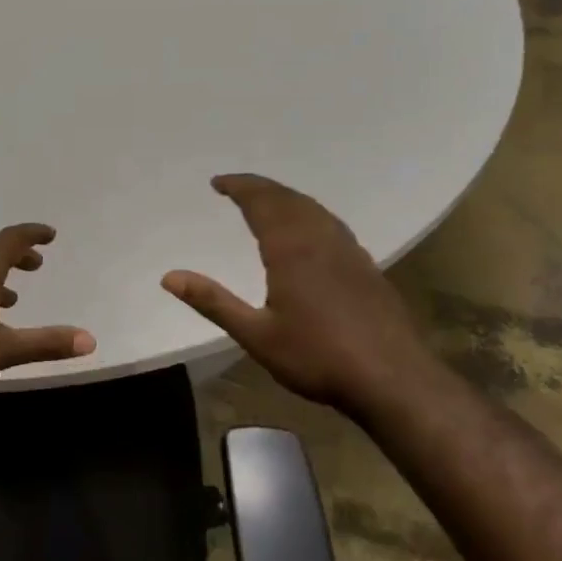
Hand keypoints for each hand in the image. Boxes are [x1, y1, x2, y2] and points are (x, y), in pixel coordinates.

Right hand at [162, 174, 435, 414]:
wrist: (392, 378)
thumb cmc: (317, 357)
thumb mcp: (256, 335)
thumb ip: (213, 302)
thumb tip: (169, 277)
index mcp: (291, 249)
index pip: (262, 202)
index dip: (239, 187)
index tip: (218, 182)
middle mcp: (321, 239)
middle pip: (288, 199)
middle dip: (260, 188)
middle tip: (236, 187)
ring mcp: (348, 250)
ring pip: (313, 209)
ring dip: (286, 198)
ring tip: (267, 201)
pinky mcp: (366, 266)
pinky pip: (331, 224)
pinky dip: (309, 214)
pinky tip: (309, 232)